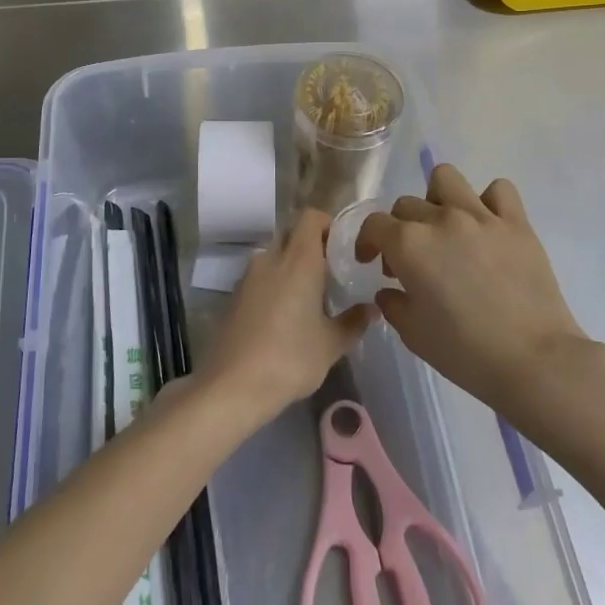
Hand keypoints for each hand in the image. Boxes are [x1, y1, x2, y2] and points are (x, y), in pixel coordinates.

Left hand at [201, 209, 375, 419]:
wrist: (232, 386)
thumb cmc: (290, 359)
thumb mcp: (331, 345)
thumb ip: (354, 322)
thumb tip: (372, 309)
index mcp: (298, 260)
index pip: (311, 217)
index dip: (328, 224)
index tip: (344, 247)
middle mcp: (270, 258)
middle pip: (292, 234)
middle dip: (312, 246)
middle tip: (332, 272)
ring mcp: (248, 276)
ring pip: (275, 256)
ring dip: (292, 266)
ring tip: (311, 297)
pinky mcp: (235, 296)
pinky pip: (261, 277)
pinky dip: (275, 284)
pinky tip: (286, 316)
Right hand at [357, 165, 588, 413]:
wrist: (534, 361)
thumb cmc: (465, 352)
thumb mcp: (413, 334)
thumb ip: (393, 304)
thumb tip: (389, 290)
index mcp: (410, 244)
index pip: (374, 224)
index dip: (367, 242)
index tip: (372, 262)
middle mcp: (442, 219)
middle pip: (407, 205)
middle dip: (400, 229)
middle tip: (412, 261)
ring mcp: (482, 216)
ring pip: (446, 179)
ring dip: (438, 198)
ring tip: (445, 227)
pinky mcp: (517, 223)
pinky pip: (499, 190)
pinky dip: (488, 202)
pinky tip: (487, 226)